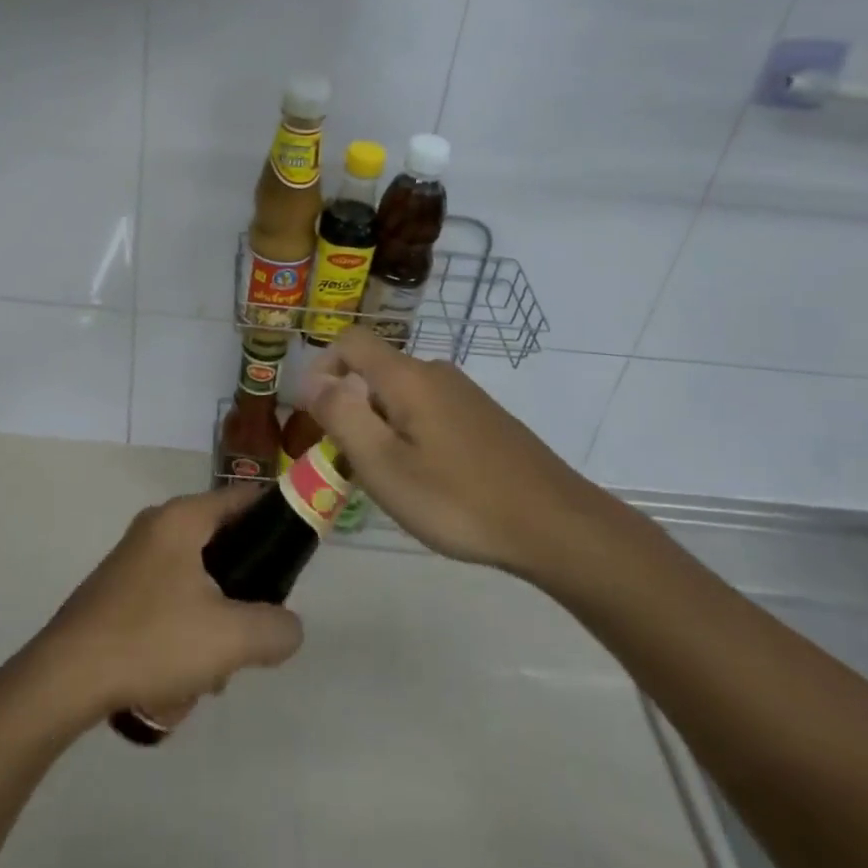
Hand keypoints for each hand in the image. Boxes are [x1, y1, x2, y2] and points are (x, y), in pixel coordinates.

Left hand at [34, 486, 303, 726]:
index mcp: (182, 518)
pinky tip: (175, 682)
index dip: (277, 519)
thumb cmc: (152, 640)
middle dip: (240, 596)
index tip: (297, 555)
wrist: (65, 678)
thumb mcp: (229, 638)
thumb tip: (289, 627)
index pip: (244, 498)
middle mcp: (157, 527)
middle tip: (247, 634)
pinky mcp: (117, 592)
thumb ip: (276, 629)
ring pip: (196, 584)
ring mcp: (133, 560)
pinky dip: (181, 638)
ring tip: (206, 675)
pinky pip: (168, 604)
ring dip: (210, 628)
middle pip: (222, 547)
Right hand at [302, 330, 610, 580]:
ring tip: (387, 479)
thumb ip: (342, 416)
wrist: (555, 525)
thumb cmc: (459, 499)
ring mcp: (465, 395)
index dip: (322, 366)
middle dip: (351, 408)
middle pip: (375, 372)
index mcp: (408, 377)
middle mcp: (436, 373)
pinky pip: (430, 412)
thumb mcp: (384, 465)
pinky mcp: (485, 419)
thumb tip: (314, 379)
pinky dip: (411, 435)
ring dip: (380, 426)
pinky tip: (428, 481)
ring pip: (403, 396)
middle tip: (349, 463)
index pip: (351, 342)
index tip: (312, 414)